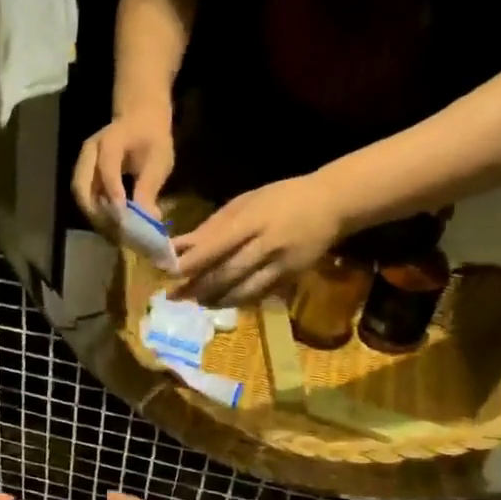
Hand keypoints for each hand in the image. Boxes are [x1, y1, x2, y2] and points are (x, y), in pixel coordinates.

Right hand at [72, 109, 174, 228]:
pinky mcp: (84, 176)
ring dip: (94, 215)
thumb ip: (150, 187)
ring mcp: (83, 164)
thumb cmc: (152, 138)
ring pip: (80, 195)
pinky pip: (85, 197)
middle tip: (114, 230)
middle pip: (81, 186)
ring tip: (112, 232)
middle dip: (95, 211)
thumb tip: (149, 218)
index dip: (113, 192)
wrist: (140, 120)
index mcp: (110, 140)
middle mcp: (89, 153)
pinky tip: (111, 225)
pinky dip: (96, 212)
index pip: (106, 168)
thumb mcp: (159, 159)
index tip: (123, 216)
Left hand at [171, 174, 343, 305]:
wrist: (332, 204)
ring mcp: (282, 264)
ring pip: (242, 290)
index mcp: (253, 219)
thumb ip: (211, 227)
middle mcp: (267, 244)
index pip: (216, 245)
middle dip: (197, 287)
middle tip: (174, 295)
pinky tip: (220, 301)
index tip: (168, 272)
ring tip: (195, 301)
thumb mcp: (244, 203)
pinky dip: (236, 300)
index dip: (191, 262)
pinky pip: (258, 295)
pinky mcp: (291, 278)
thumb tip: (176, 246)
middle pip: (226, 272)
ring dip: (214, 299)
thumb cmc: (280, 198)